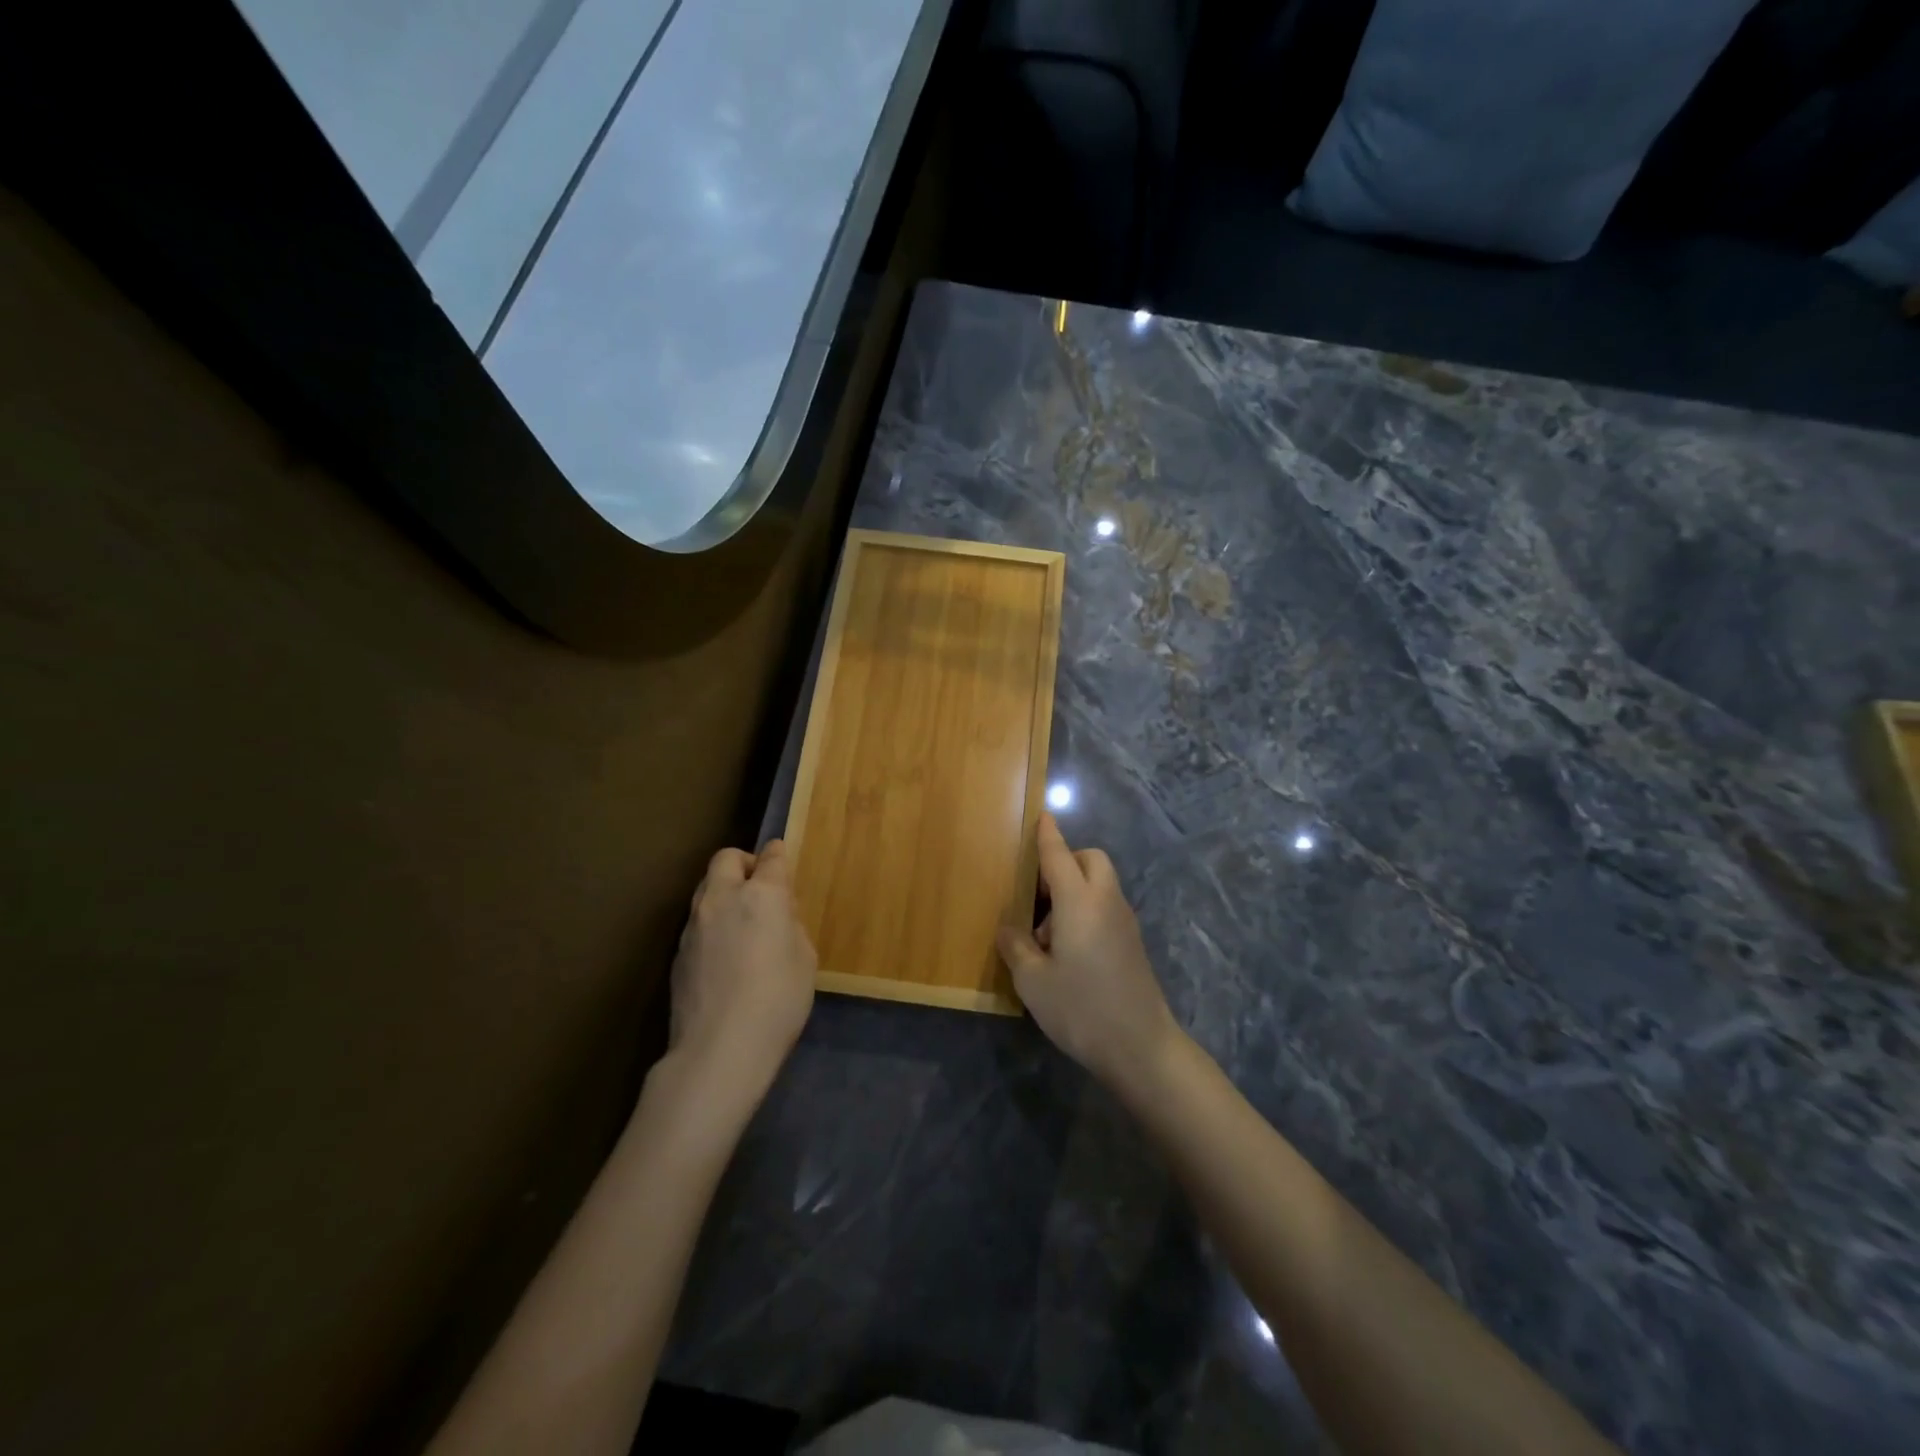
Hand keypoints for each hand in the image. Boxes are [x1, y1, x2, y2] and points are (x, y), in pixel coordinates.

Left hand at [665, 840, 815, 1109]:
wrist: (719, 1048)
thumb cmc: (778, 1000)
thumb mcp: (804, 959)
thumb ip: (790, 926)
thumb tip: (778, 916)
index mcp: (762, 895)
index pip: (771, 858)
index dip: (778, 854)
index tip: (781, 856)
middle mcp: (723, 898)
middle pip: (726, 859)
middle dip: (744, 863)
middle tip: (759, 886)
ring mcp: (694, 924)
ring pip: (706, 888)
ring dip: (724, 891)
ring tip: (742, 921)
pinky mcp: (678, 951)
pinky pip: (697, 921)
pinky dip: (712, 922)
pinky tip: (724, 954)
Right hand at [997, 814, 1179, 1091]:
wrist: (1141, 1047)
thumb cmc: (1081, 1008)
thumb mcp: (1033, 980)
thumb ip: (1017, 946)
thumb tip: (1009, 928)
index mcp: (1079, 901)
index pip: (1059, 855)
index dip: (1048, 834)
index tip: (1042, 815)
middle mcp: (1106, 901)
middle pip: (1090, 860)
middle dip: (1065, 861)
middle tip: (1037, 894)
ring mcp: (1124, 922)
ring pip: (1100, 884)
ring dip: (1074, 890)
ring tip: (1046, 934)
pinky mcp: (1132, 943)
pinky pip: (1106, 907)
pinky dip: (1086, 909)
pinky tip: (1068, 950)